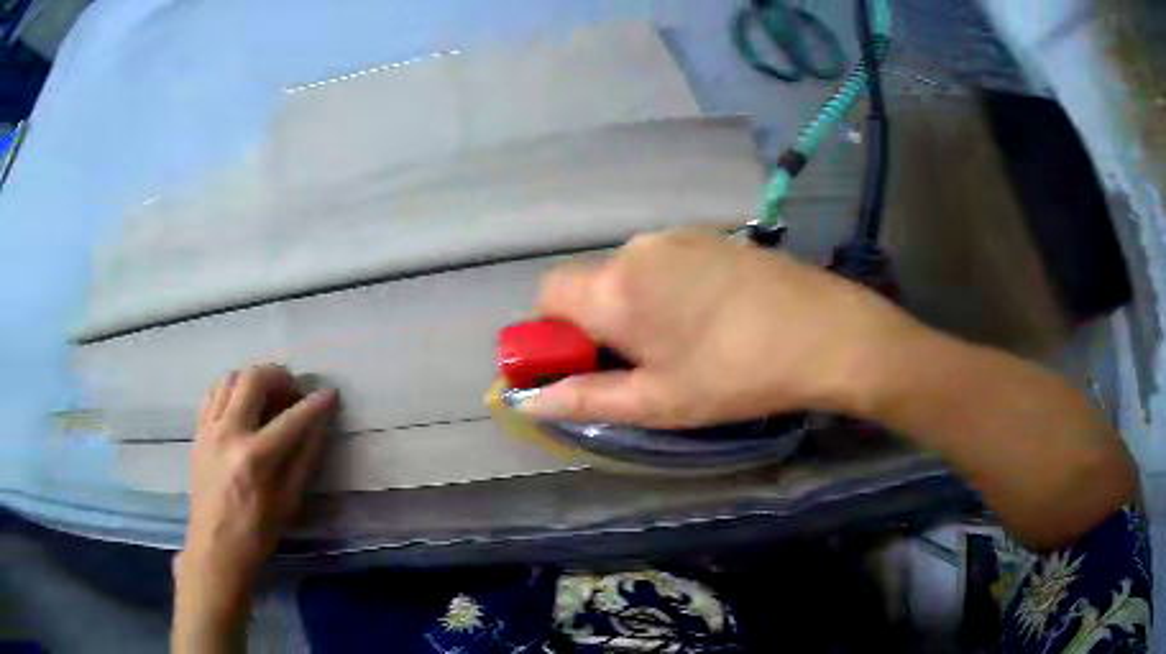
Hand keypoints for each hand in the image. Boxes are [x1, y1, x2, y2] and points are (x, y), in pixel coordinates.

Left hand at [177, 365, 336, 604]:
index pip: (291, 419)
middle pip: (253, 379)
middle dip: (279, 376)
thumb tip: (319, 426)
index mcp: (255, 457)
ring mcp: (209, 429)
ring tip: (267, 394)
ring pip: (230, 378)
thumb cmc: (257, 532)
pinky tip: (241, 405)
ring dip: (253, 378)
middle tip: (293, 390)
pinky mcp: (198, 432)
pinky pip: (213, 394)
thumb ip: (303, 459)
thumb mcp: (288, 501)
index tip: (330, 394)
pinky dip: (231, 390)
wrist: (215, 547)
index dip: (315, 404)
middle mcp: (229, 433)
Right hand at [526, 230, 922, 426]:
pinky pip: (665, 262)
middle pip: (589, 283)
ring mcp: (678, 237)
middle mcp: (636, 249)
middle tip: (642, 364)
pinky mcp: (712, 236)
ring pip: (629, 273)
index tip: (584, 364)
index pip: (546, 295)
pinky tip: (711, 317)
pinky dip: (666, 289)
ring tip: (684, 342)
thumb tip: (528, 402)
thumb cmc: (735, 375)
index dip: (552, 333)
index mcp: (614, 288)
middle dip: (598, 323)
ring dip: (635, 306)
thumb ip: (586, 398)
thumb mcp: (657, 401)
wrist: (825, 333)